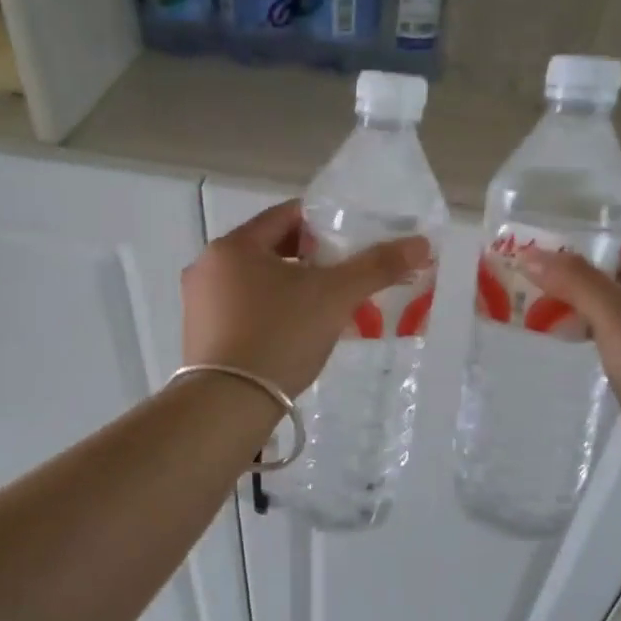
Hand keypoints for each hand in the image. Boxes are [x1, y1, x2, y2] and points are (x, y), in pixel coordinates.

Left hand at [181, 200, 431, 396]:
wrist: (228, 404)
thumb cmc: (280, 335)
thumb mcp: (334, 296)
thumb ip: (377, 266)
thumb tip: (421, 242)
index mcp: (233, 245)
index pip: (286, 216)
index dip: (324, 224)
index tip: (352, 241)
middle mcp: (208, 266)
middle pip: (270, 250)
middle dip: (310, 261)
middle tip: (344, 277)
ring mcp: (199, 304)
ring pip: (256, 282)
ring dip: (291, 288)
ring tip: (325, 308)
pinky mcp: (199, 336)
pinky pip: (243, 310)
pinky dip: (271, 312)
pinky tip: (295, 334)